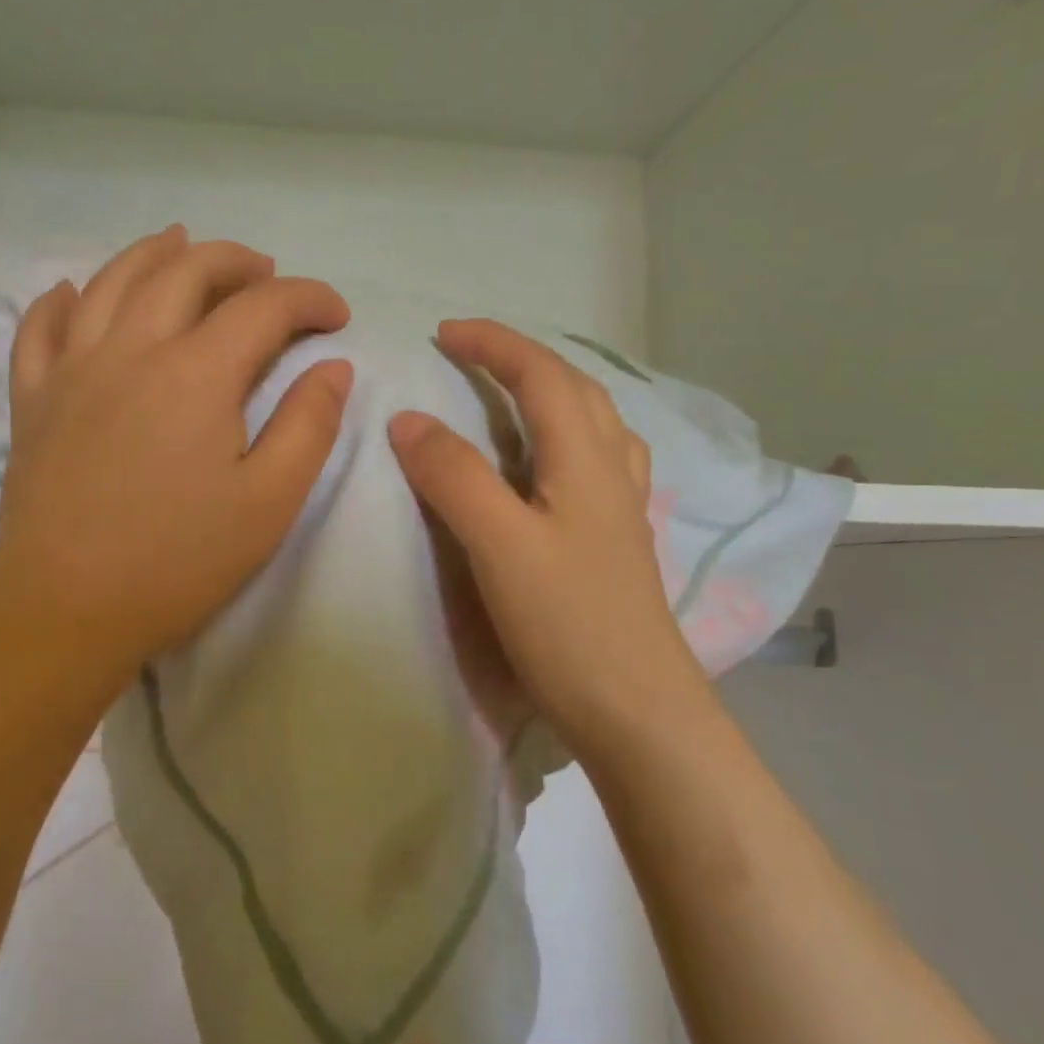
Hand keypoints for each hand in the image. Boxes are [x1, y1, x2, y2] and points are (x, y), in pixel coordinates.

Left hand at [0, 226, 351, 684]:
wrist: (67, 610)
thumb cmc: (179, 562)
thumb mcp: (269, 502)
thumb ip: (308, 426)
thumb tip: (332, 367)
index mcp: (196, 374)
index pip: (263, 307)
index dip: (309, 299)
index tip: (336, 317)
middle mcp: (131, 349)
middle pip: (186, 271)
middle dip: (237, 262)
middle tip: (269, 275)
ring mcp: (71, 369)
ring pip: (112, 280)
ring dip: (156, 253)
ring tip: (183, 243)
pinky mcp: (33, 398)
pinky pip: (40, 327)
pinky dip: (62, 298)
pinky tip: (74, 291)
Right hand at [388, 320, 713, 762]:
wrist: (636, 710)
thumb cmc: (568, 623)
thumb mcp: (500, 544)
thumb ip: (454, 477)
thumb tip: (408, 419)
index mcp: (584, 460)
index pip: (540, 376)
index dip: (493, 345)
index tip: (442, 333)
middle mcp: (610, 472)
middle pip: (576, 389)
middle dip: (523, 359)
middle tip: (472, 355)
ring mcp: (621, 509)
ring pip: (596, 424)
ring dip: (555, 392)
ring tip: (515, 394)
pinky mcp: (618, 543)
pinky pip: (597, 462)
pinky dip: (569, 437)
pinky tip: (553, 464)